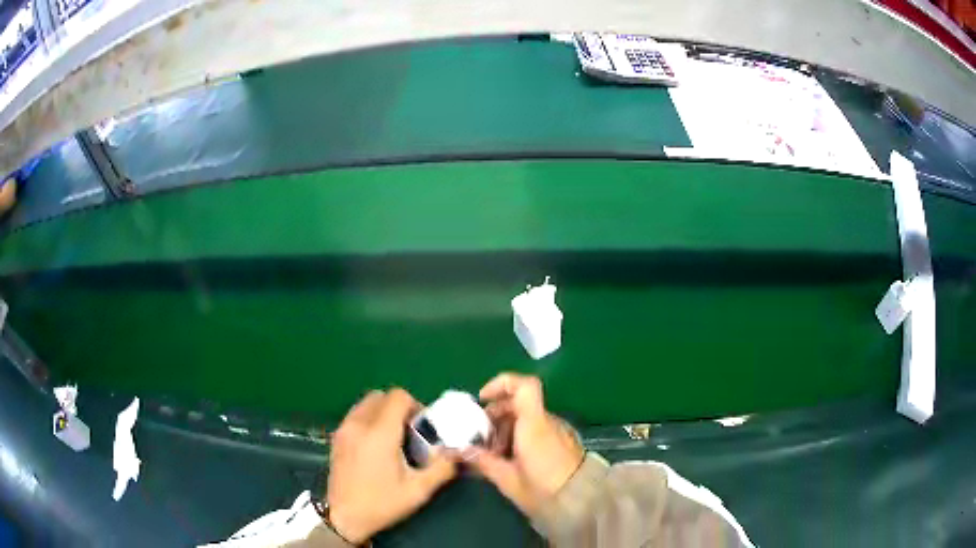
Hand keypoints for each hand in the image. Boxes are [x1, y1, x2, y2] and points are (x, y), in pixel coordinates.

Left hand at [327, 389, 457, 543]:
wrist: (344, 517)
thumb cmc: (382, 504)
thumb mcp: (419, 490)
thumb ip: (442, 467)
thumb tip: (457, 451)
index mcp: (380, 433)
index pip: (398, 396)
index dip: (415, 406)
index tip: (422, 427)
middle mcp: (359, 424)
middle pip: (381, 395)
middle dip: (399, 408)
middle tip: (409, 432)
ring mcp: (344, 429)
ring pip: (366, 403)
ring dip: (382, 412)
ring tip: (393, 438)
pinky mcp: (336, 437)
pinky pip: (356, 414)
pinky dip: (369, 419)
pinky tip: (375, 446)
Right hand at [470, 373, 584, 513]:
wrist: (582, 502)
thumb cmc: (543, 489)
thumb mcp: (508, 479)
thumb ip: (483, 461)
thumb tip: (459, 451)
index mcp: (534, 424)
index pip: (524, 386)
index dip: (501, 384)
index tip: (483, 399)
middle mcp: (548, 421)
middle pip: (519, 403)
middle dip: (495, 415)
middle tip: (481, 438)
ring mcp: (557, 431)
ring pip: (527, 417)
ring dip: (506, 428)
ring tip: (494, 454)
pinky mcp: (562, 442)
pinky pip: (537, 429)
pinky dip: (519, 436)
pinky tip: (510, 459)